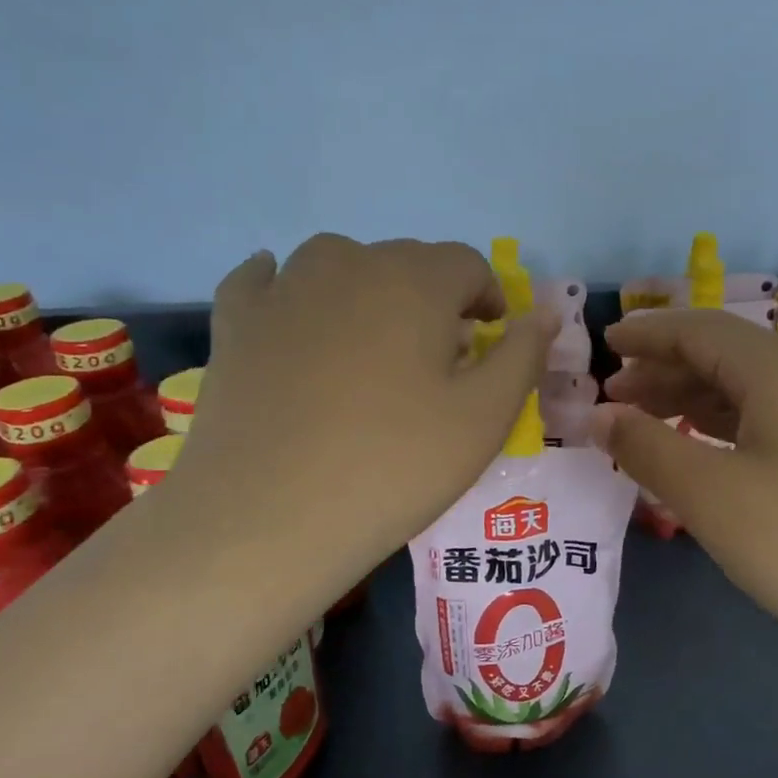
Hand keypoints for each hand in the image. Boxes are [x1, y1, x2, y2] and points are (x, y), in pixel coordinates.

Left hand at [167, 236, 554, 605]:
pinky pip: (264, 282)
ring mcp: (283, 290)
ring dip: (367, 291)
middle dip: (433, 299)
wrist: (270, 516)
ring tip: (371, 345)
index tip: (490, 340)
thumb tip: (543, 314)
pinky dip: (285, 288)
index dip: (488, 297)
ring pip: (338, 265)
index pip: (467, 264)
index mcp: (416, 281)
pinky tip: (289, 307)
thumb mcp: (485, 418)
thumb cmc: (395, 465)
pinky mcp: (235, 323)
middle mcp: (348, 265)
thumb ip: (522, 356)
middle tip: (437, 360)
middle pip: (406, 261)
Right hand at [595, 308, 777, 671]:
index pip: (702, 330)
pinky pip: (777, 416)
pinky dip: (730, 425)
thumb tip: (600, 416)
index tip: (604, 345)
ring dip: (696, 398)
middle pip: (727, 355)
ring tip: (647, 423)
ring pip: (753, 388)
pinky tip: (706, 449)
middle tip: (614, 399)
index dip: (648, 334)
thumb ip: (647, 447)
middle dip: (666, 370)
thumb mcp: (712, 496)